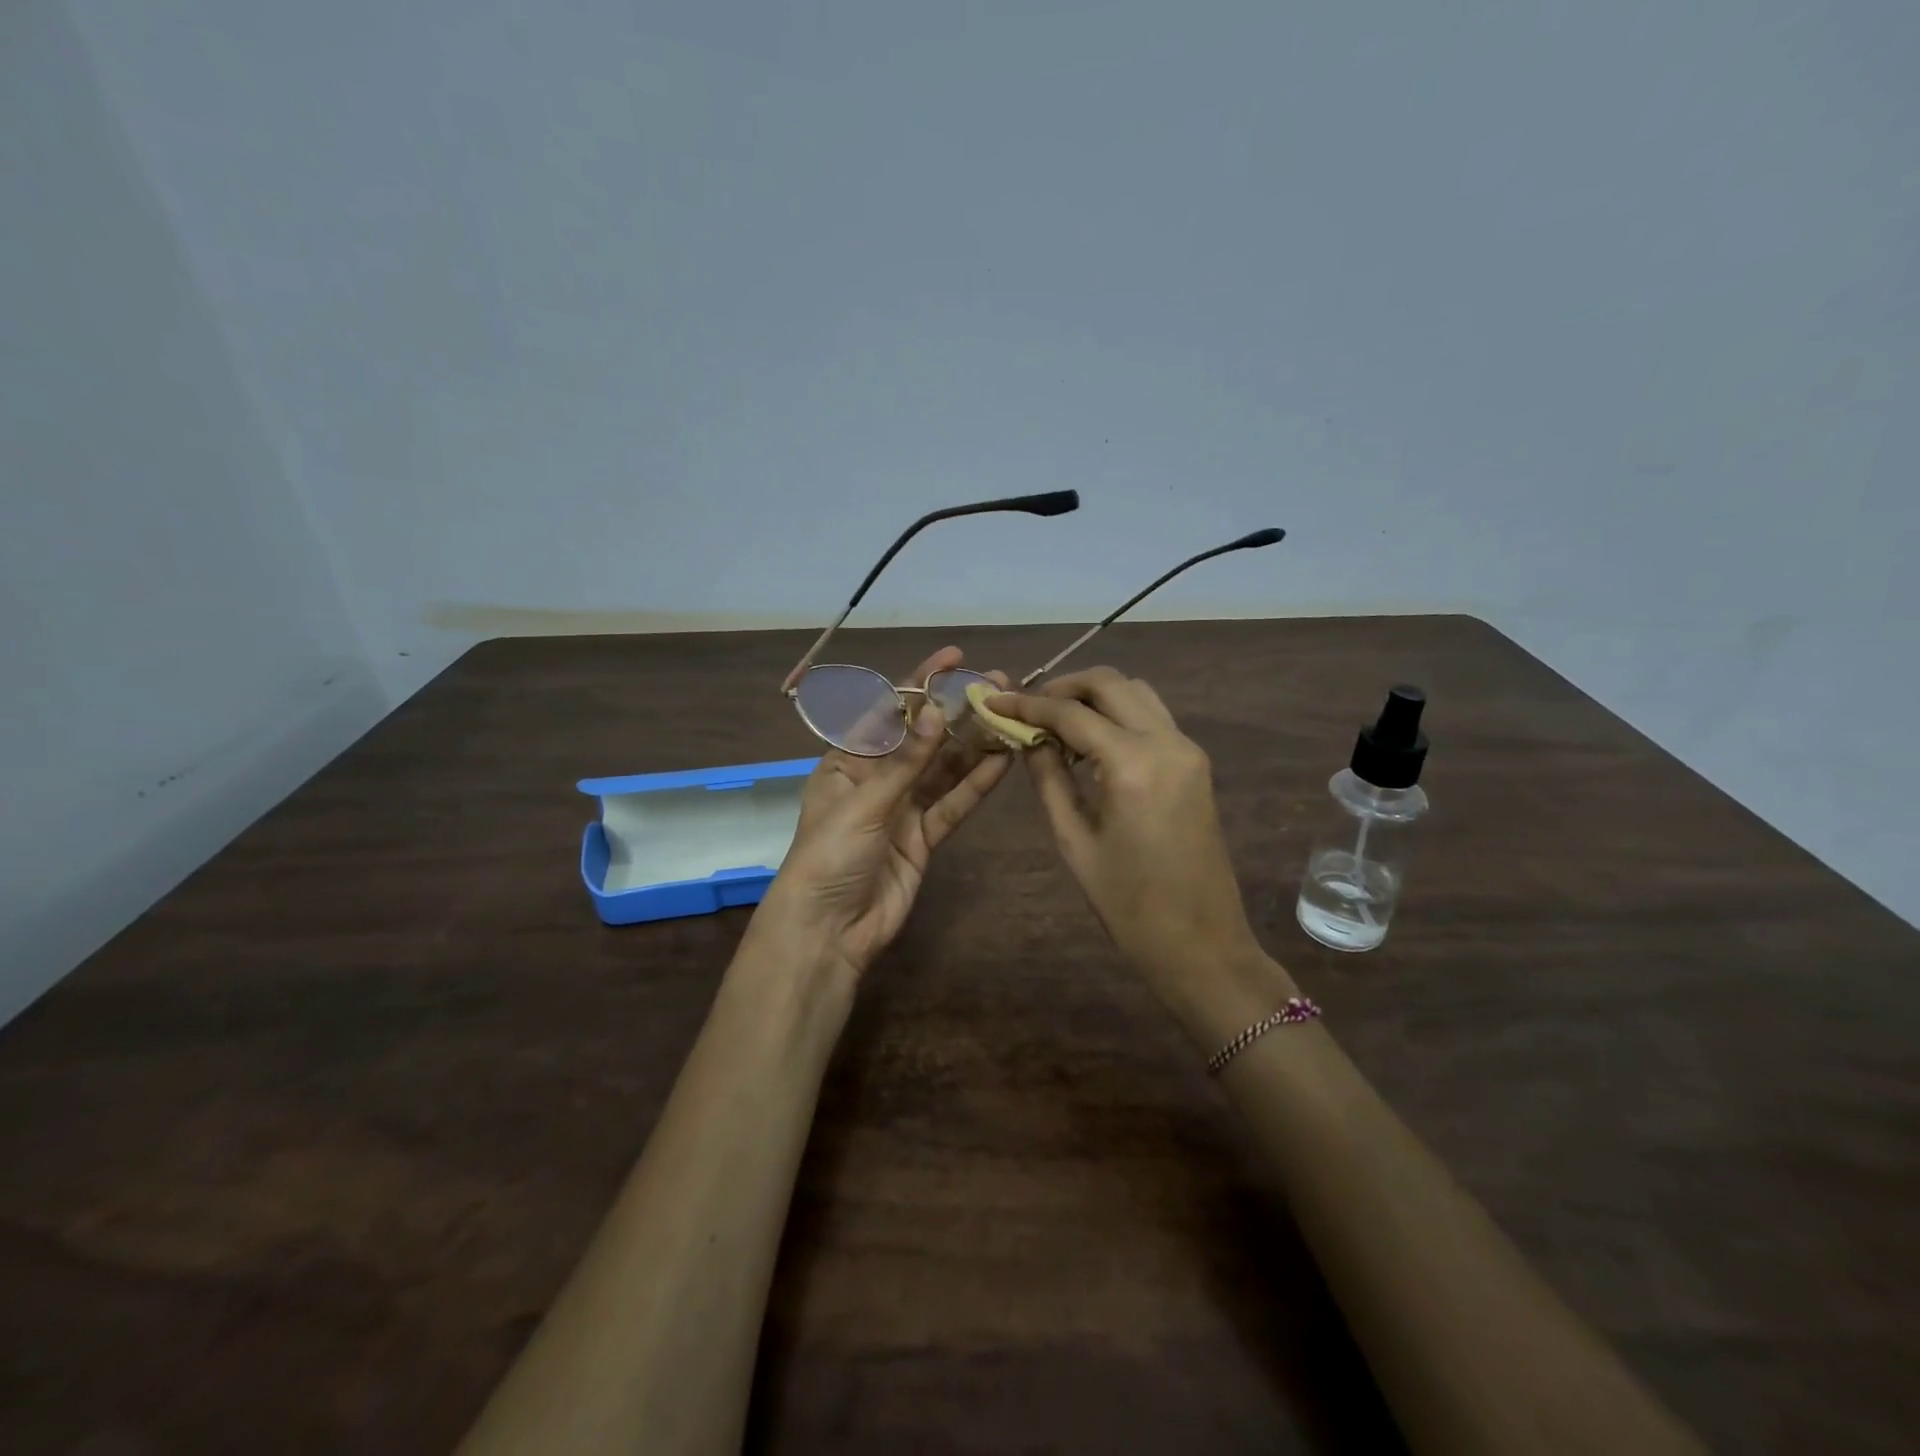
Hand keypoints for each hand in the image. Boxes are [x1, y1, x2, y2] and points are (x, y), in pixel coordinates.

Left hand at [755, 647, 1012, 983]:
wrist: (829, 932)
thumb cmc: (829, 856)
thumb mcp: (864, 803)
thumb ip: (906, 761)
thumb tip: (936, 710)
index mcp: (847, 761)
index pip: (888, 711)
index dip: (920, 682)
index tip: (954, 657)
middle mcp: (877, 778)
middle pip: (923, 738)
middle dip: (957, 712)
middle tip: (998, 685)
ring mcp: (903, 808)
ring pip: (944, 769)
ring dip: (975, 744)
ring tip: (1010, 715)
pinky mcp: (924, 838)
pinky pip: (953, 804)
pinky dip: (976, 784)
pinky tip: (1004, 760)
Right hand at [988, 668, 1284, 1039]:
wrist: (1201, 943)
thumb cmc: (1128, 905)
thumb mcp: (1075, 842)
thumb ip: (1049, 779)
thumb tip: (1028, 739)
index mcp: (1133, 765)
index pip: (1071, 714)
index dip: (1028, 705)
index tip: (994, 702)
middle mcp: (1167, 742)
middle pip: (1110, 684)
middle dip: (1063, 687)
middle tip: (1027, 706)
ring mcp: (1188, 749)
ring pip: (1136, 692)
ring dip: (1094, 695)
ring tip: (1056, 720)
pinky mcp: (1196, 763)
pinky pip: (1152, 716)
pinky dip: (1118, 713)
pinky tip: (1090, 740)